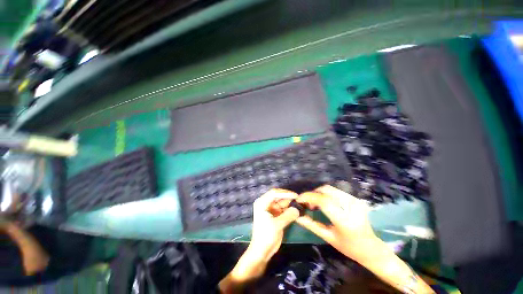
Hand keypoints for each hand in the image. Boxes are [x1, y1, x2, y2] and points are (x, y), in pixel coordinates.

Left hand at [248, 189, 300, 260]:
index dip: (285, 193)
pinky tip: (297, 210)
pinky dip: (290, 209)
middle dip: (289, 198)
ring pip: (282, 202)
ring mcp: (271, 209)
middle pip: (279, 197)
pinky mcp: (276, 214)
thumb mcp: (277, 225)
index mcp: (262, 203)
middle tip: (300, 200)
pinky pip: (284, 209)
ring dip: (290, 204)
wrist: (262, 251)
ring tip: (300, 204)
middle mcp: (266, 203)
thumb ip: (288, 216)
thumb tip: (298, 209)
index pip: (274, 193)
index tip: (296, 196)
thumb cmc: (266, 236)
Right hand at [296, 185, 377, 259]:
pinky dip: (326, 194)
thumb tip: (297, 216)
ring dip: (319, 193)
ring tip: (314, 204)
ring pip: (330, 189)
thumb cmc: (350, 248)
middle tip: (307, 203)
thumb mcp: (328, 238)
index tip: (299, 199)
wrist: (371, 248)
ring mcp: (355, 201)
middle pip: (327, 190)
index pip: (324, 201)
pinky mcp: (356, 199)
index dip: (309, 197)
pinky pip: (335, 191)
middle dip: (313, 193)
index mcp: (345, 220)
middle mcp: (352, 207)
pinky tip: (323, 202)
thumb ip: (311, 225)